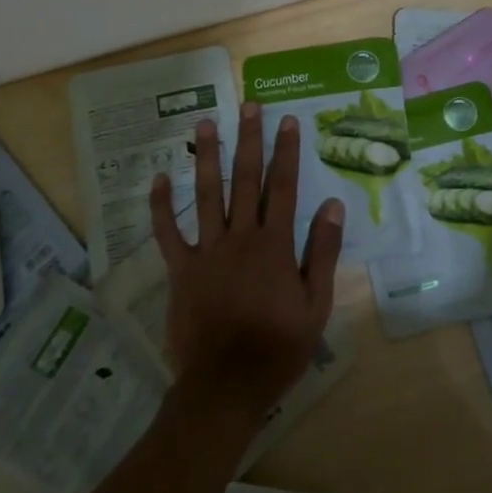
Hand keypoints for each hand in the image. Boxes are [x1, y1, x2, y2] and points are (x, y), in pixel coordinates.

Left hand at [149, 103, 344, 426]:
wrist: (225, 386)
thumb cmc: (278, 347)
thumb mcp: (316, 304)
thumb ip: (323, 252)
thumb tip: (333, 205)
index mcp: (275, 244)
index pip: (284, 186)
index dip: (287, 151)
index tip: (287, 121)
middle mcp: (241, 237)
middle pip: (247, 179)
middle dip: (249, 139)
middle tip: (248, 105)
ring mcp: (208, 251)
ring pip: (207, 194)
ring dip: (207, 156)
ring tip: (205, 123)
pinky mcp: (181, 270)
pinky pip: (168, 233)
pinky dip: (161, 206)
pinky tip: (158, 178)